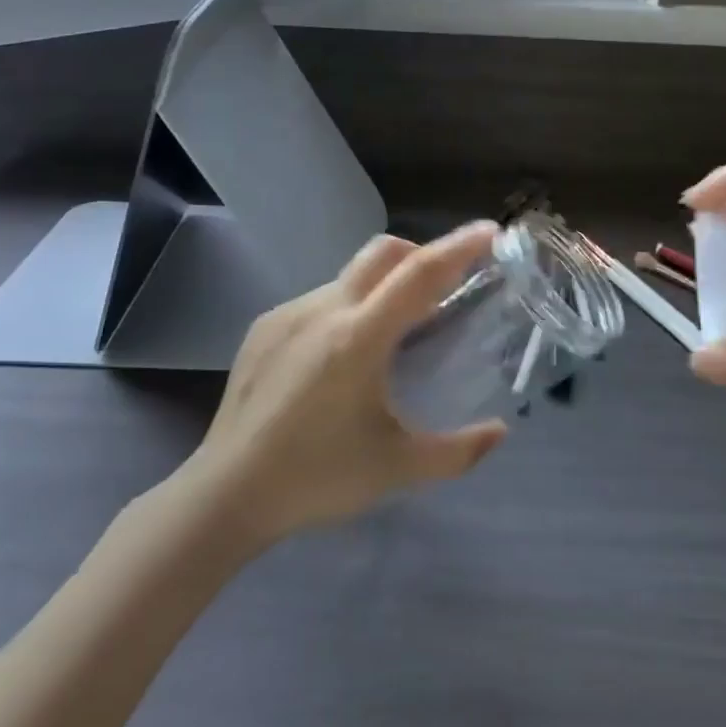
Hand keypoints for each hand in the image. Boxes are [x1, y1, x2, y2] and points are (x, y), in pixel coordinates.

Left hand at [180, 222, 508, 545]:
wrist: (225, 495)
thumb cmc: (317, 478)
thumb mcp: (398, 468)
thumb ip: (458, 451)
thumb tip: (500, 431)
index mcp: (359, 339)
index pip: (419, 274)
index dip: (459, 247)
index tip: (489, 231)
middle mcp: (322, 310)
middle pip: (383, 252)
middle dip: (422, 254)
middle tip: (444, 289)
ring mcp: (288, 314)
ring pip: (350, 277)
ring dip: (383, 289)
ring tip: (391, 336)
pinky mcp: (264, 327)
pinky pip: (319, 300)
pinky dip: (347, 309)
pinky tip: (342, 358)